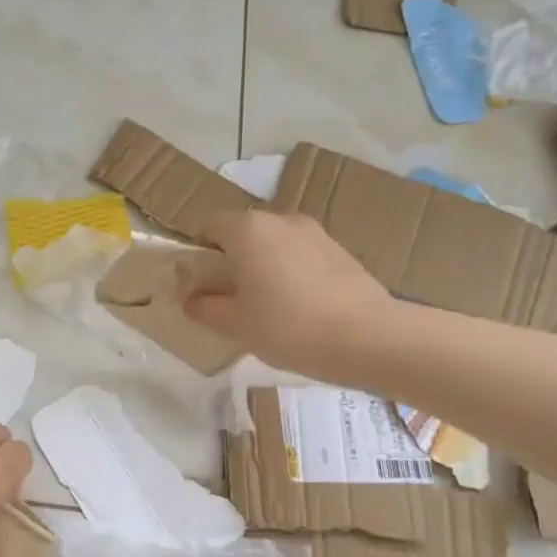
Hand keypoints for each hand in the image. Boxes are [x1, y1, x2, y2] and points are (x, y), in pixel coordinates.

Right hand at [179, 210, 393, 379]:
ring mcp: (313, 231)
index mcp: (246, 229)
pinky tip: (297, 308)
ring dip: (261, 267)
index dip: (196, 253)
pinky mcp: (338, 249)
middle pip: (240, 233)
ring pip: (272, 244)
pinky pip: (299, 255)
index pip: (207, 225)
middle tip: (228, 301)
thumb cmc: (288, 327)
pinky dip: (289, 272)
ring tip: (266, 308)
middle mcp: (279, 219)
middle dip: (229, 261)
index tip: (197, 285)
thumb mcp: (235, 324)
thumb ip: (204, 307)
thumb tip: (189, 298)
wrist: (367, 337)